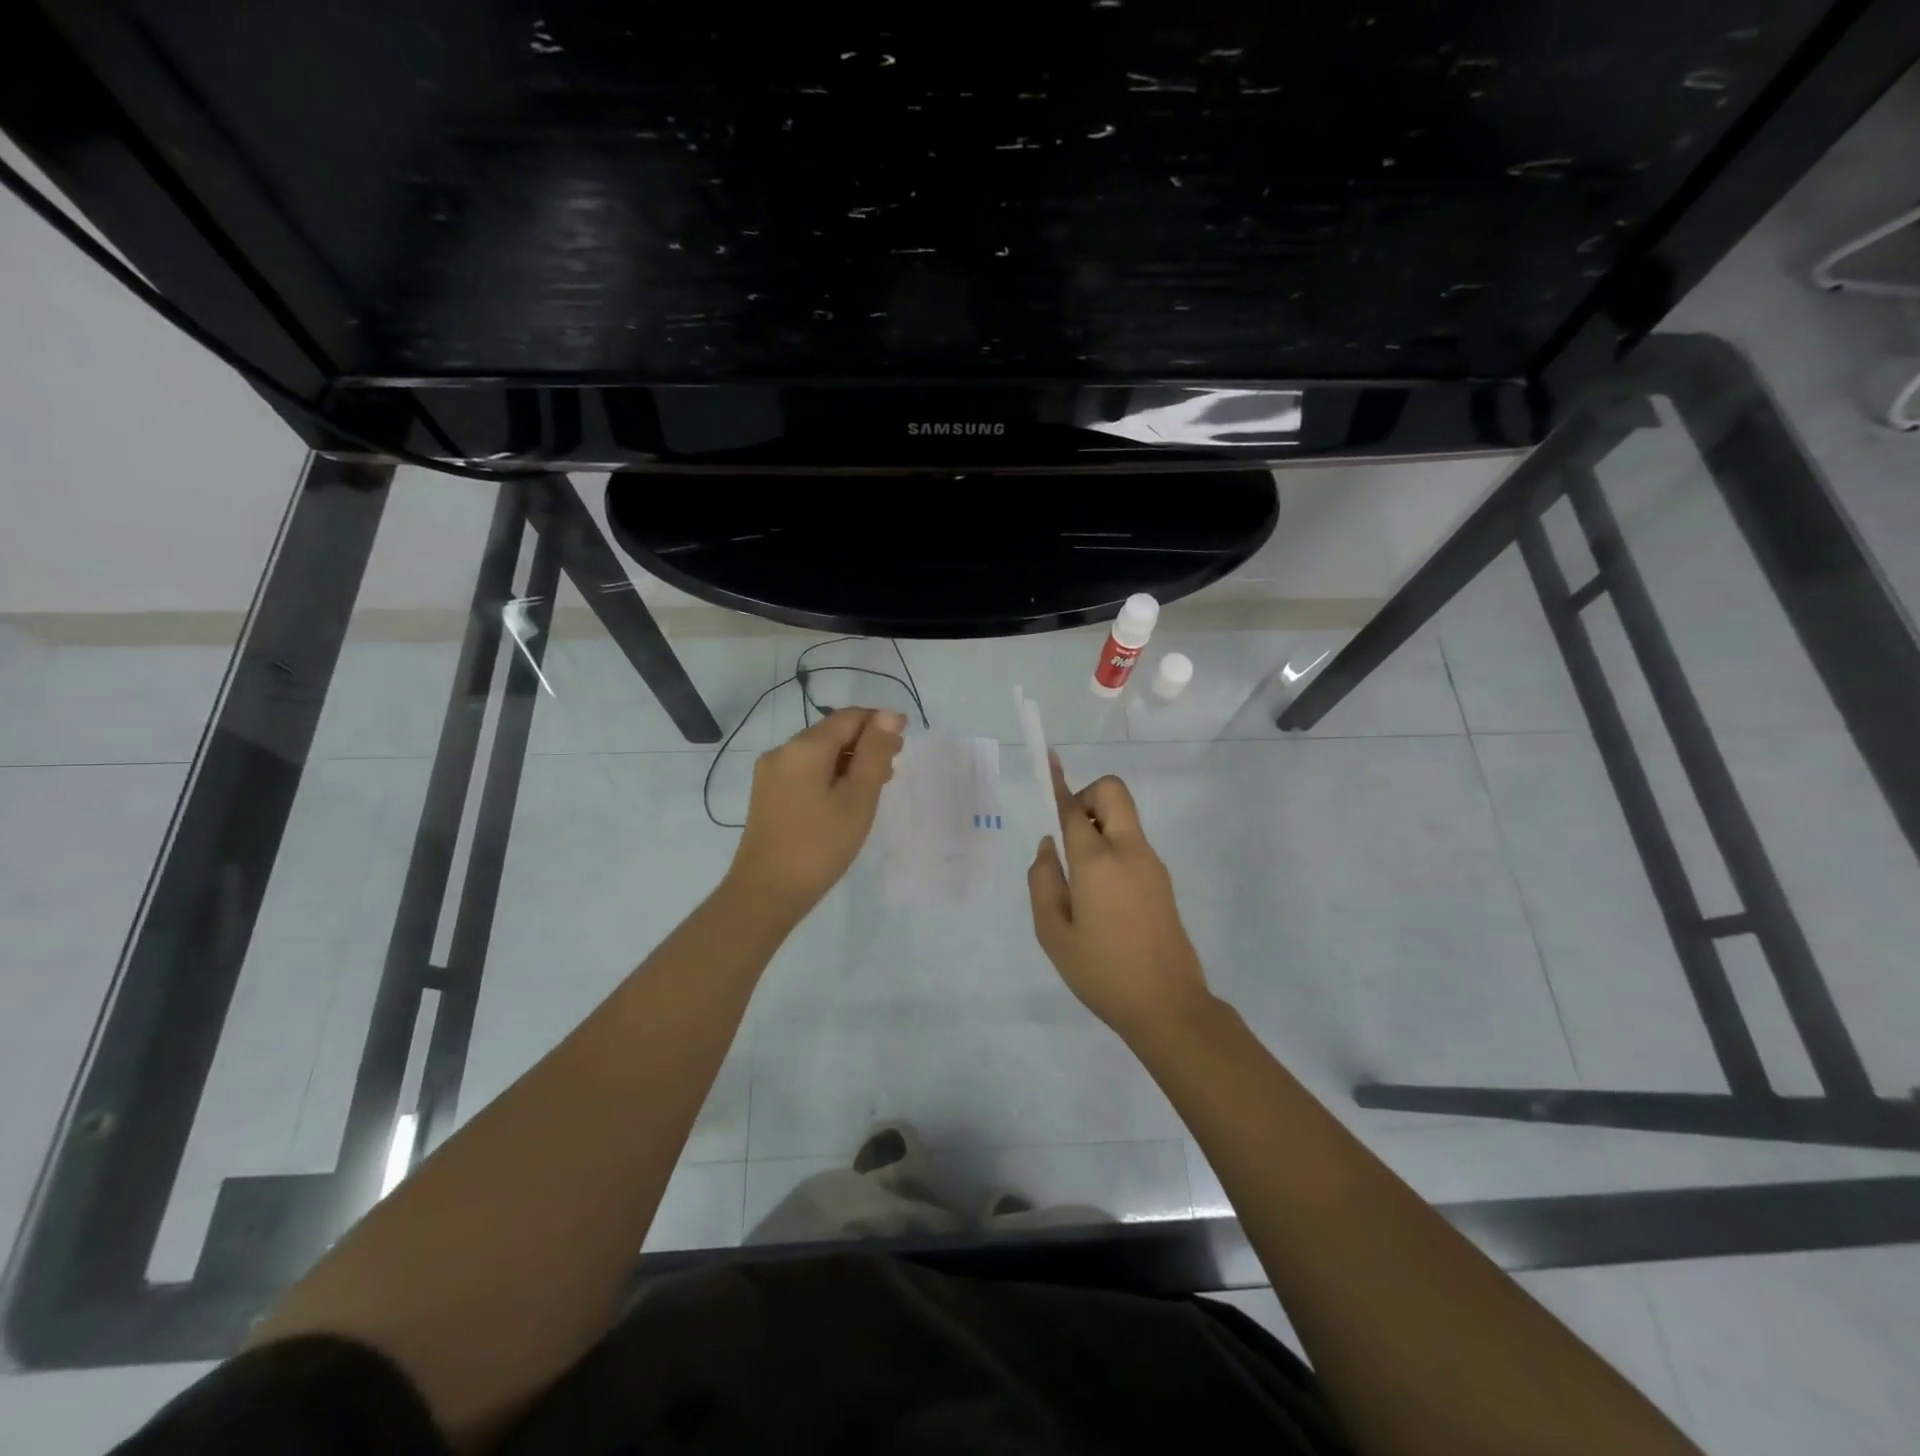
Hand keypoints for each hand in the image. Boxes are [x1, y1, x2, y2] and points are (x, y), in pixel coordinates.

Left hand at [727, 706, 906, 920]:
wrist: (767, 892)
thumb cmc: (820, 845)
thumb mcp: (858, 798)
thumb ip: (875, 753)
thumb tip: (889, 715)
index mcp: (804, 747)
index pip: (849, 717)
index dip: (880, 722)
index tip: (905, 740)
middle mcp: (782, 751)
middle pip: (832, 733)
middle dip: (866, 742)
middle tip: (895, 765)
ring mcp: (770, 774)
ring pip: (819, 754)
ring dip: (849, 760)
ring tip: (876, 783)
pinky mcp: (767, 795)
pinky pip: (805, 771)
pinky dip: (831, 775)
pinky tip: (846, 797)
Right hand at [1028, 755, 1211, 1039]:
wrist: (1168, 1006)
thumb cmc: (1102, 972)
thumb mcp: (1053, 933)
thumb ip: (1043, 882)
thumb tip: (1048, 846)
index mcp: (1097, 862)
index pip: (1074, 809)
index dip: (1058, 784)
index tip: (1049, 762)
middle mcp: (1128, 851)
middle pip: (1113, 792)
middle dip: (1087, 796)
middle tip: (1069, 835)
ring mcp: (1151, 864)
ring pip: (1124, 817)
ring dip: (1099, 825)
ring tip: (1079, 879)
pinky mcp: (1163, 880)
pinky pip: (1132, 843)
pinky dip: (1112, 847)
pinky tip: (1100, 896)